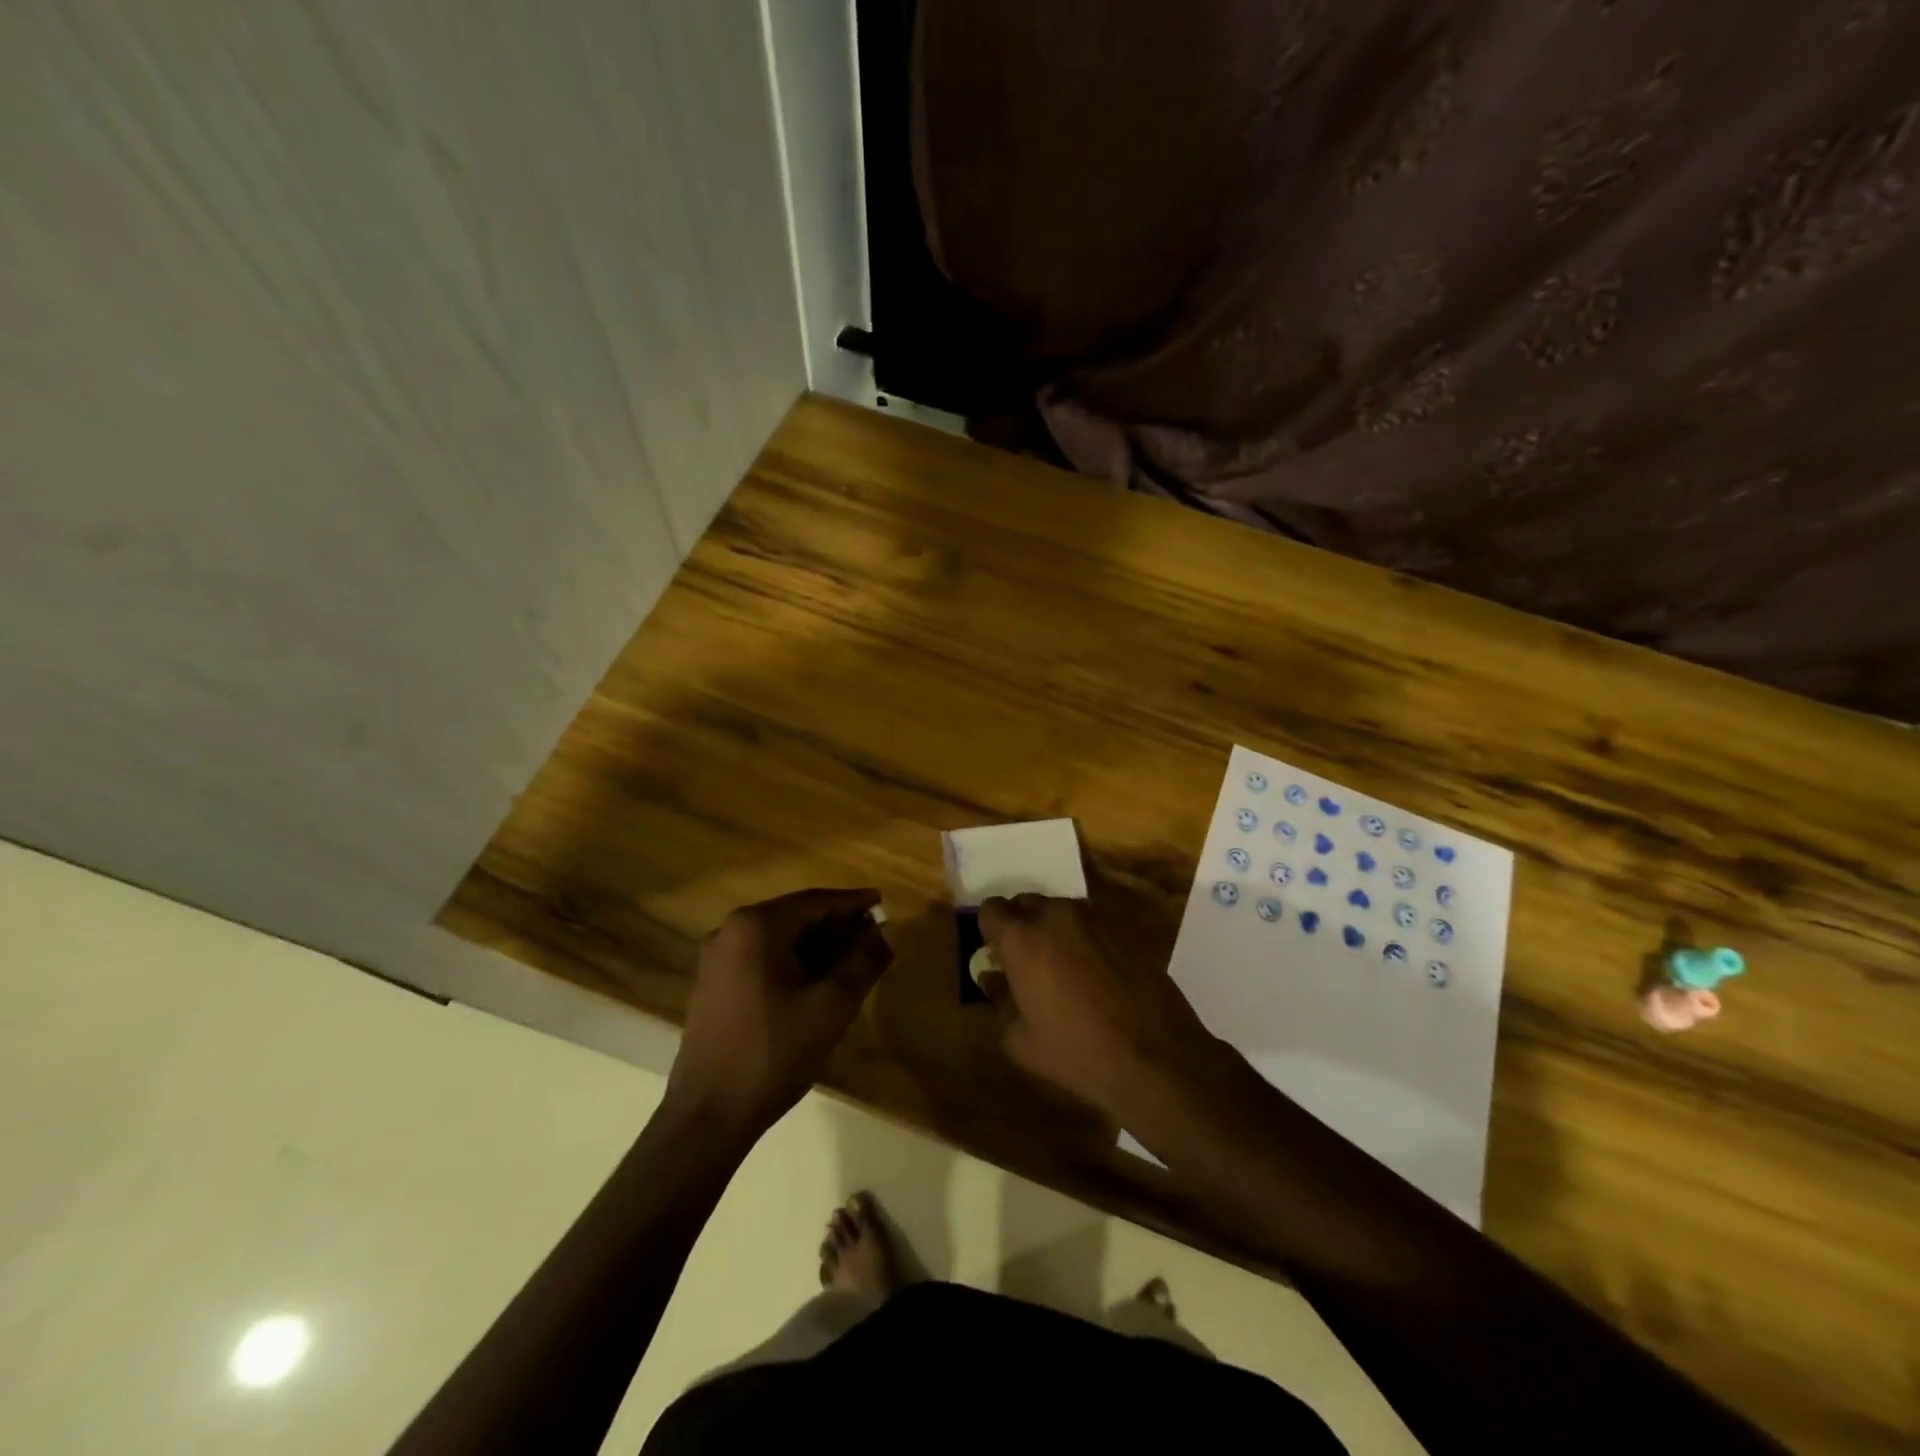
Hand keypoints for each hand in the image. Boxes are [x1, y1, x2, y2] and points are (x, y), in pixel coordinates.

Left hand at [666, 888, 891, 1141]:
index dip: (853, 902)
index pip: (815, 901)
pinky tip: (819, 983)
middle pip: (796, 917)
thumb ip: (864, 962)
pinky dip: (794, 963)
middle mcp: (731, 931)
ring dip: (818, 947)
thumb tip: (886, 932)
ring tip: (854, 962)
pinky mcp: (714, 985)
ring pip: (780, 939)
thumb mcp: (831, 1006)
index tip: (882, 902)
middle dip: (837, 927)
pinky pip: (763, 959)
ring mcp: (718, 959)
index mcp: (756, 926)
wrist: (708, 1115)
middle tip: (873, 938)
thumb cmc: (773, 1053)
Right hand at [976, 893, 1214, 1121]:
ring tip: (1062, 967)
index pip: (991, 909)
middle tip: (1025, 962)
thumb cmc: (1076, 1052)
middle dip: (1019, 925)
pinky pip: (1089, 921)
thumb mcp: (1020, 1040)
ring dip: (1052, 929)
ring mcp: (1093, 917)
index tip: (997, 956)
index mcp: (1022, 938)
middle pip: (1025, 903)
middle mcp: (1055, 915)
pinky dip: (1082, 937)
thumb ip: (1000, 1000)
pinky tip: (1093, 971)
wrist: (1154, 1056)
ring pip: (1058, 909)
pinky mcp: (1123, 927)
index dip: (990, 930)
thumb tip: (993, 979)